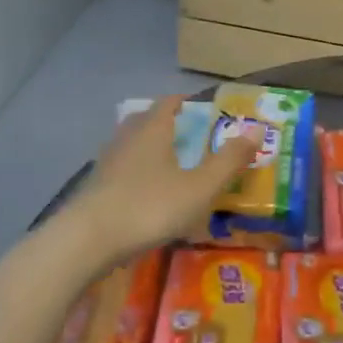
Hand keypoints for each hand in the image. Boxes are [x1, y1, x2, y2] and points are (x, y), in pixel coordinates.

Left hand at [61, 96, 259, 267]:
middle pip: (146, 120)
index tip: (201, 107)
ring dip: (147, 148)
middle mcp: (127, 138)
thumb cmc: (150, 206)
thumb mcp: (200, 187)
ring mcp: (106, 163)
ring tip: (167, 164)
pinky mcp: (93, 188)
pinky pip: (119, 169)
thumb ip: (229, 160)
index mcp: (154, 129)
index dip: (185, 101)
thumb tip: (256, 131)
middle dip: (165, 122)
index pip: (169, 103)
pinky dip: (134, 173)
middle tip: (186, 134)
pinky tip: (143, 193)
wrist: (85, 241)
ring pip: (130, 144)